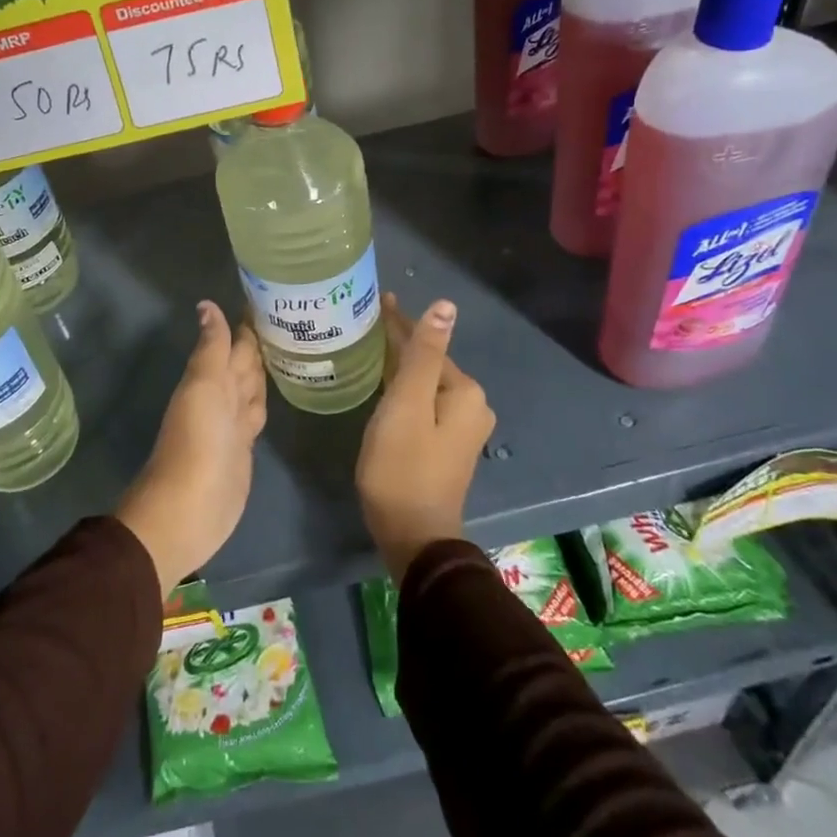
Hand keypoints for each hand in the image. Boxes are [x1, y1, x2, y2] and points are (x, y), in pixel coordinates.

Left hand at [116, 301, 265, 596]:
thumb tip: (207, 305)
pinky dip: (264, 400)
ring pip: (251, 387)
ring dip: (263, 369)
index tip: (270, 294)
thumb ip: (211, 349)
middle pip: (243, 364)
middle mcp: (222, 397)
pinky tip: (277, 392)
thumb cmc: (196, 442)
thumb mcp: (203, 388)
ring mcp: (233, 424)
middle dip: (260, 343)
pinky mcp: (243, 448)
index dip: (247, 323)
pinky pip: (256, 414)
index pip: (234, 343)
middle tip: (289, 316)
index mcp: (211, 379)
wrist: (189, 509)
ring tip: (288, 347)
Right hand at [356, 294, 496, 582]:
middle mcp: (472, 405)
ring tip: (369, 348)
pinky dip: (404, 391)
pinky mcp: (447, 446)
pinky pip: (424, 405)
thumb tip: (446, 305)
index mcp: (464, 391)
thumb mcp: (406, 404)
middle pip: (428, 363)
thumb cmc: (402, 466)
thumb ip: (423, 354)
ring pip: (424, 384)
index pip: (428, 344)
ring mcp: (462, 428)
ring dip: (400, 366)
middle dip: (399, 342)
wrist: (412, 535)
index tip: (375, 301)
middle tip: (363, 323)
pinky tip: (384, 386)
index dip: (399, 322)